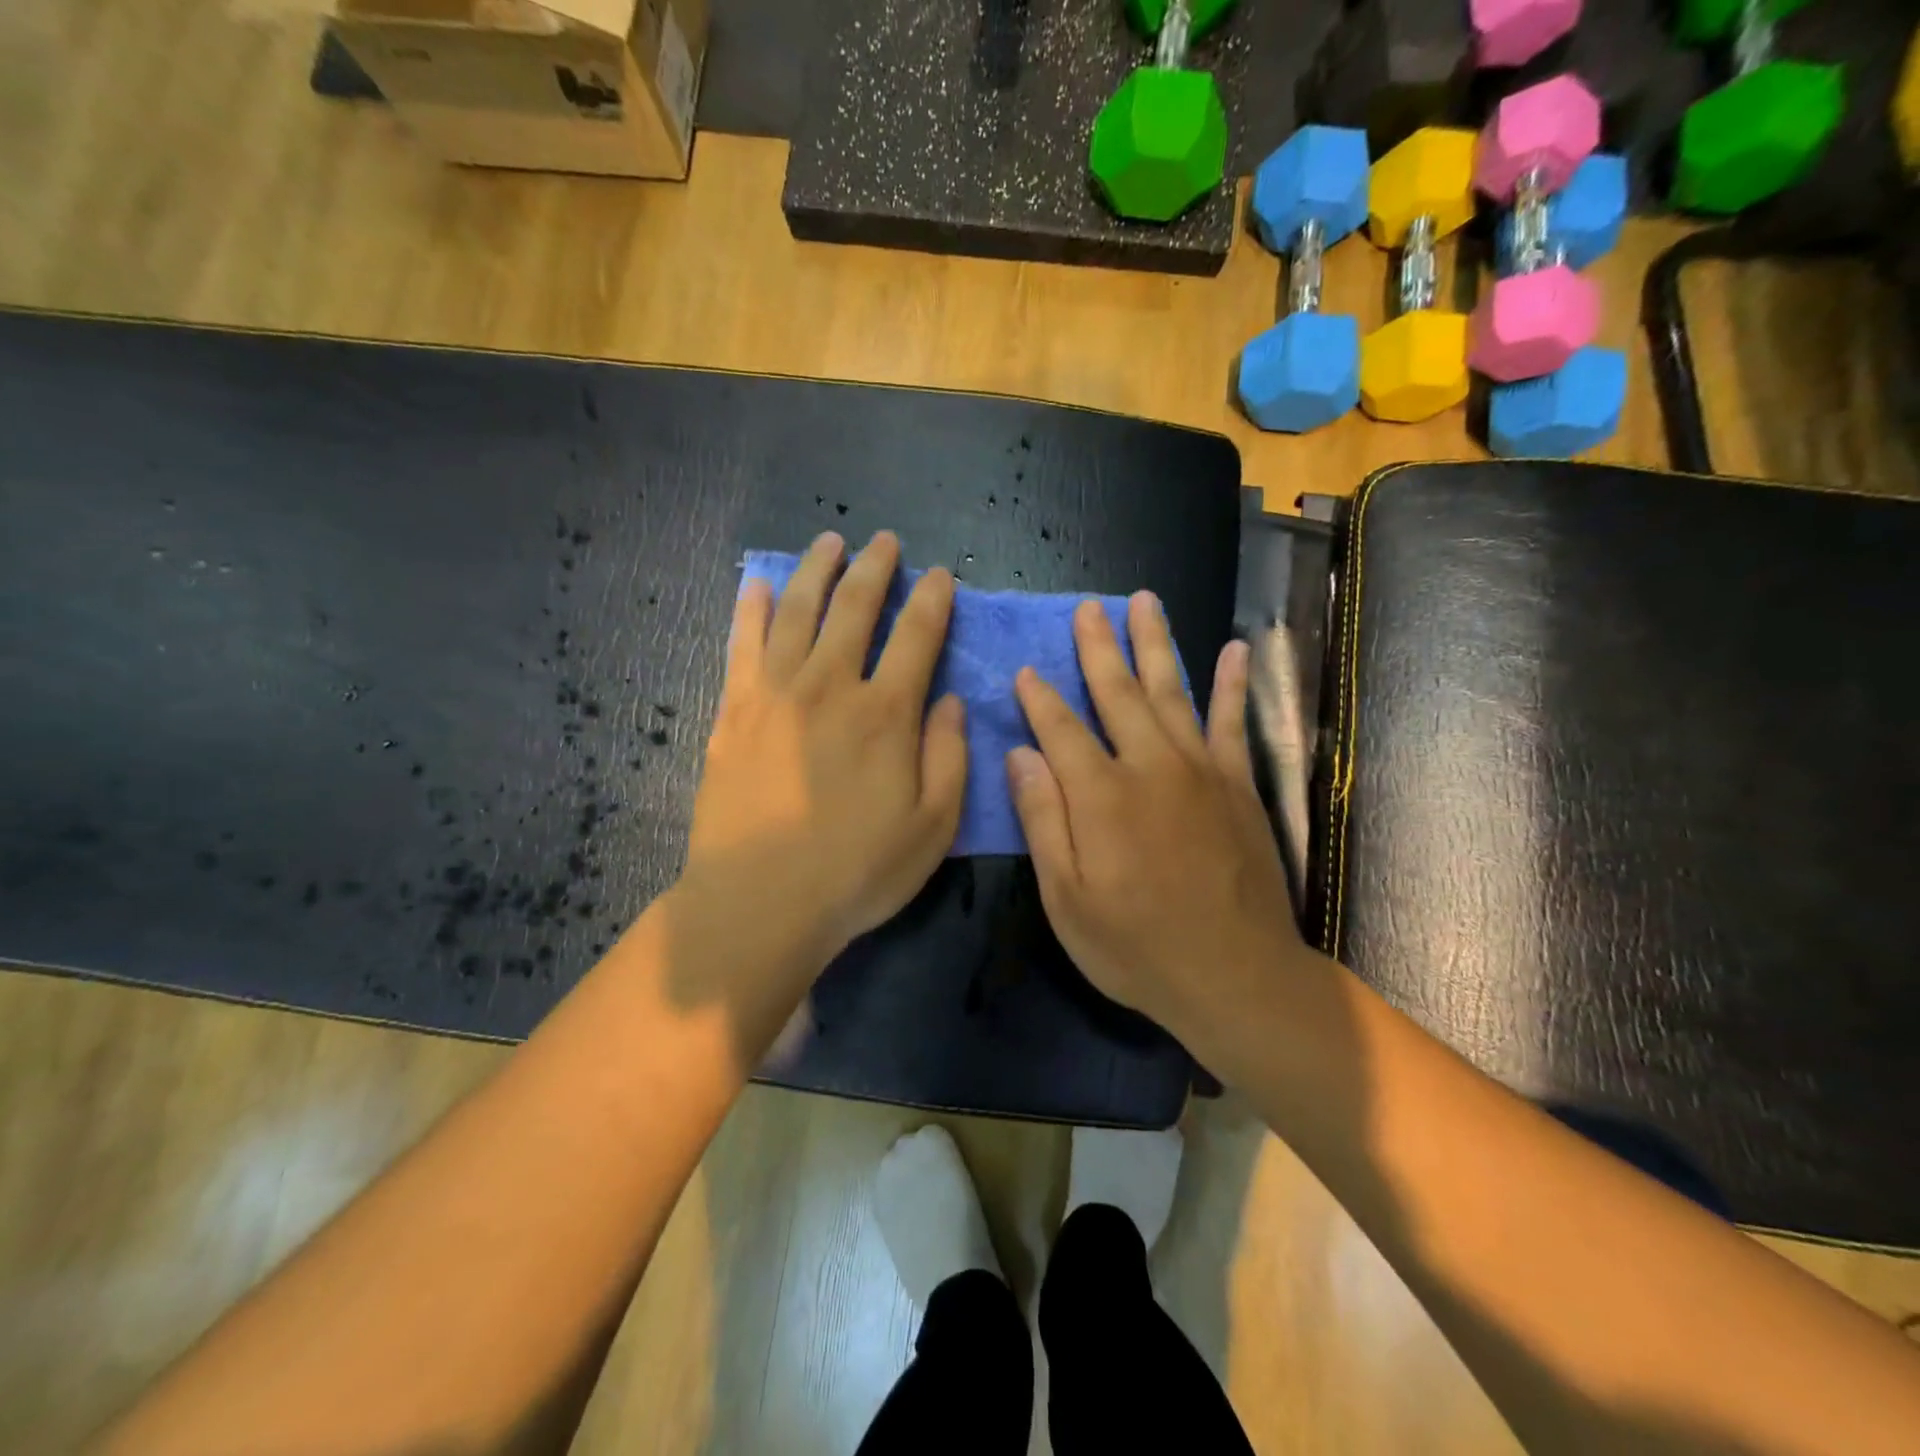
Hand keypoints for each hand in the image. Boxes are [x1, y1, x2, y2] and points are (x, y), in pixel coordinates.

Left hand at [685, 531, 967, 962]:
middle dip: (875, 568)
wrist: (761, 902)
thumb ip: (950, 756)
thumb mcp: (933, 827)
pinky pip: (742, 644)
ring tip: (829, 541)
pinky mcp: (734, 711)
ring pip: (798, 611)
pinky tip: (756, 583)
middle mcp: (831, 686)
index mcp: (886, 713)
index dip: (932, 600)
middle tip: (884, 540)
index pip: (916, 636)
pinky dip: (750, 608)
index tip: (939, 574)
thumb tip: (950, 700)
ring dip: (816, 570)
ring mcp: (775, 693)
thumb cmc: (857, 871)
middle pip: (855, 608)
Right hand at [1006, 594, 1316, 1043]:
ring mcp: (1200, 770)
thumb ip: (1042, 819)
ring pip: (1171, 691)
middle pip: (1118, 693)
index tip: (1024, 670)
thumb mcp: (1066, 898)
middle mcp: (1150, 766)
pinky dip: (1232, 684)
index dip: (1039, 698)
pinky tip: (1234, 649)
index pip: (1060, 729)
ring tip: (1144, 602)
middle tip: (1086, 608)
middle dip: (1097, 648)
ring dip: (1154, 644)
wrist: (1234, 975)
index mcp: (1101, 795)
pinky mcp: (1237, 784)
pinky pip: (1232, 722)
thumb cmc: (1135, 946)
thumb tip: (1020, 754)